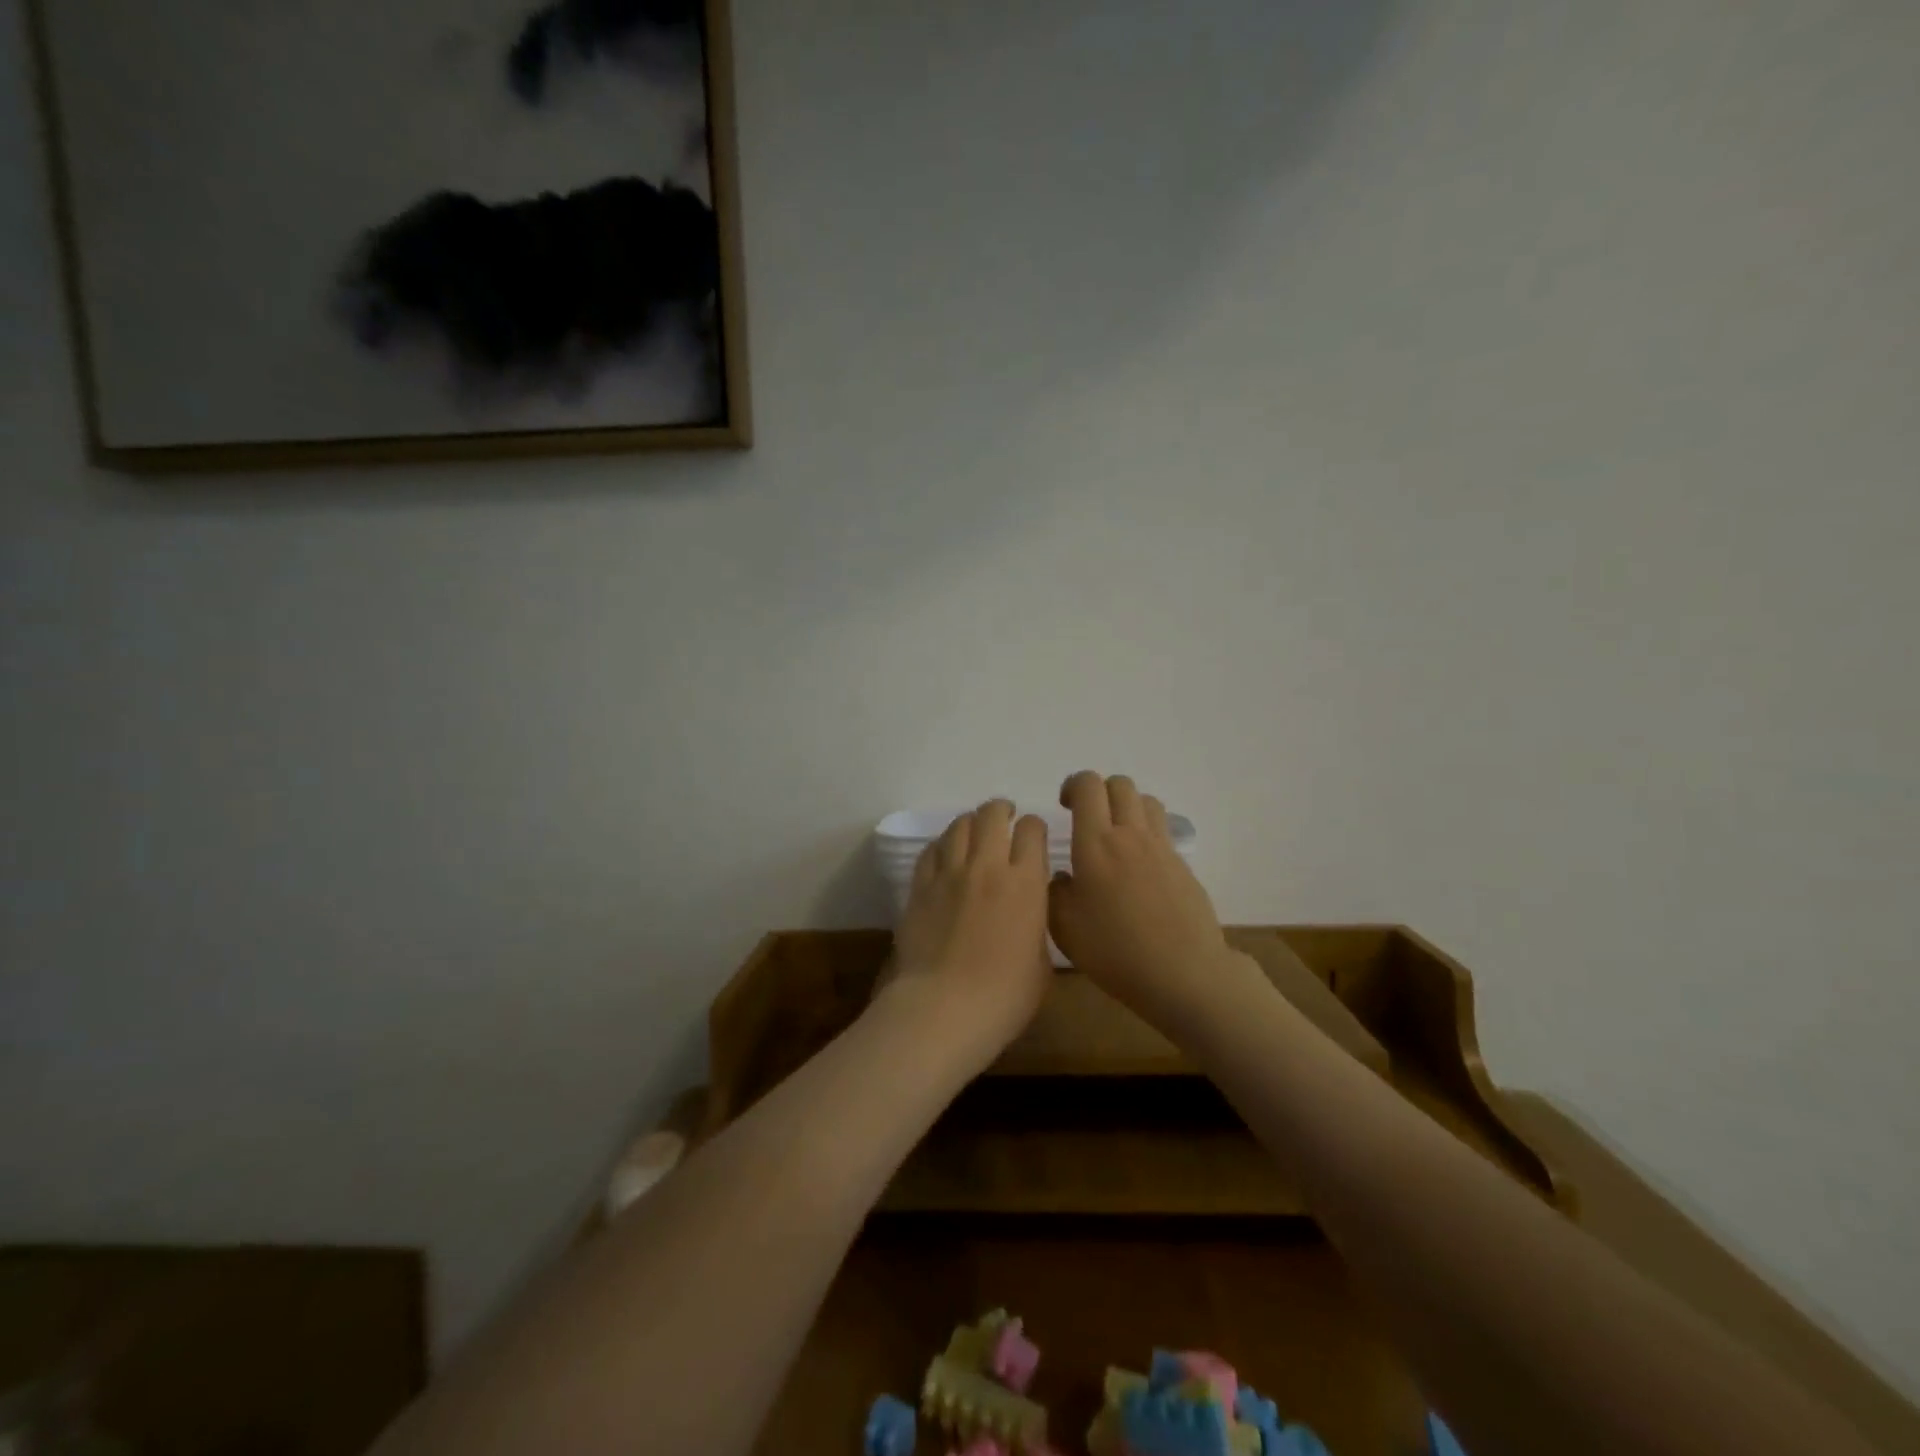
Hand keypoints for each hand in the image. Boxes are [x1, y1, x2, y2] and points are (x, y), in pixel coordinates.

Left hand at [879, 799, 1053, 1060]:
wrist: (945, 1008)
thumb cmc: (1005, 996)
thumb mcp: (1042, 962)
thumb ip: (1037, 923)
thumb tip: (1030, 910)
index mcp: (1026, 883)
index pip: (1032, 830)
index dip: (1035, 828)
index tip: (1034, 837)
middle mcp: (988, 866)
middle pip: (992, 815)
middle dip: (1002, 811)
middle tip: (1005, 818)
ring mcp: (949, 873)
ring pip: (959, 825)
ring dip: (971, 822)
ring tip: (975, 831)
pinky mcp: (920, 886)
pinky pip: (931, 849)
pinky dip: (943, 844)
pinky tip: (946, 853)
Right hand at [1049, 771, 1242, 1032]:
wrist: (1184, 973)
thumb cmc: (1115, 951)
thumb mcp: (1065, 928)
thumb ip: (1055, 893)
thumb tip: (1063, 877)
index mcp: (1096, 843)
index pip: (1087, 786)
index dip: (1073, 785)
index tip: (1064, 805)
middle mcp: (1130, 835)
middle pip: (1120, 784)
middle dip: (1100, 791)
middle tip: (1087, 817)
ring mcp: (1161, 848)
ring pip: (1145, 801)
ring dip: (1126, 806)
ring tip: (1115, 835)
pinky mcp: (1182, 865)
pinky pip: (1162, 830)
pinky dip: (1146, 833)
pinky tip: (1138, 866)